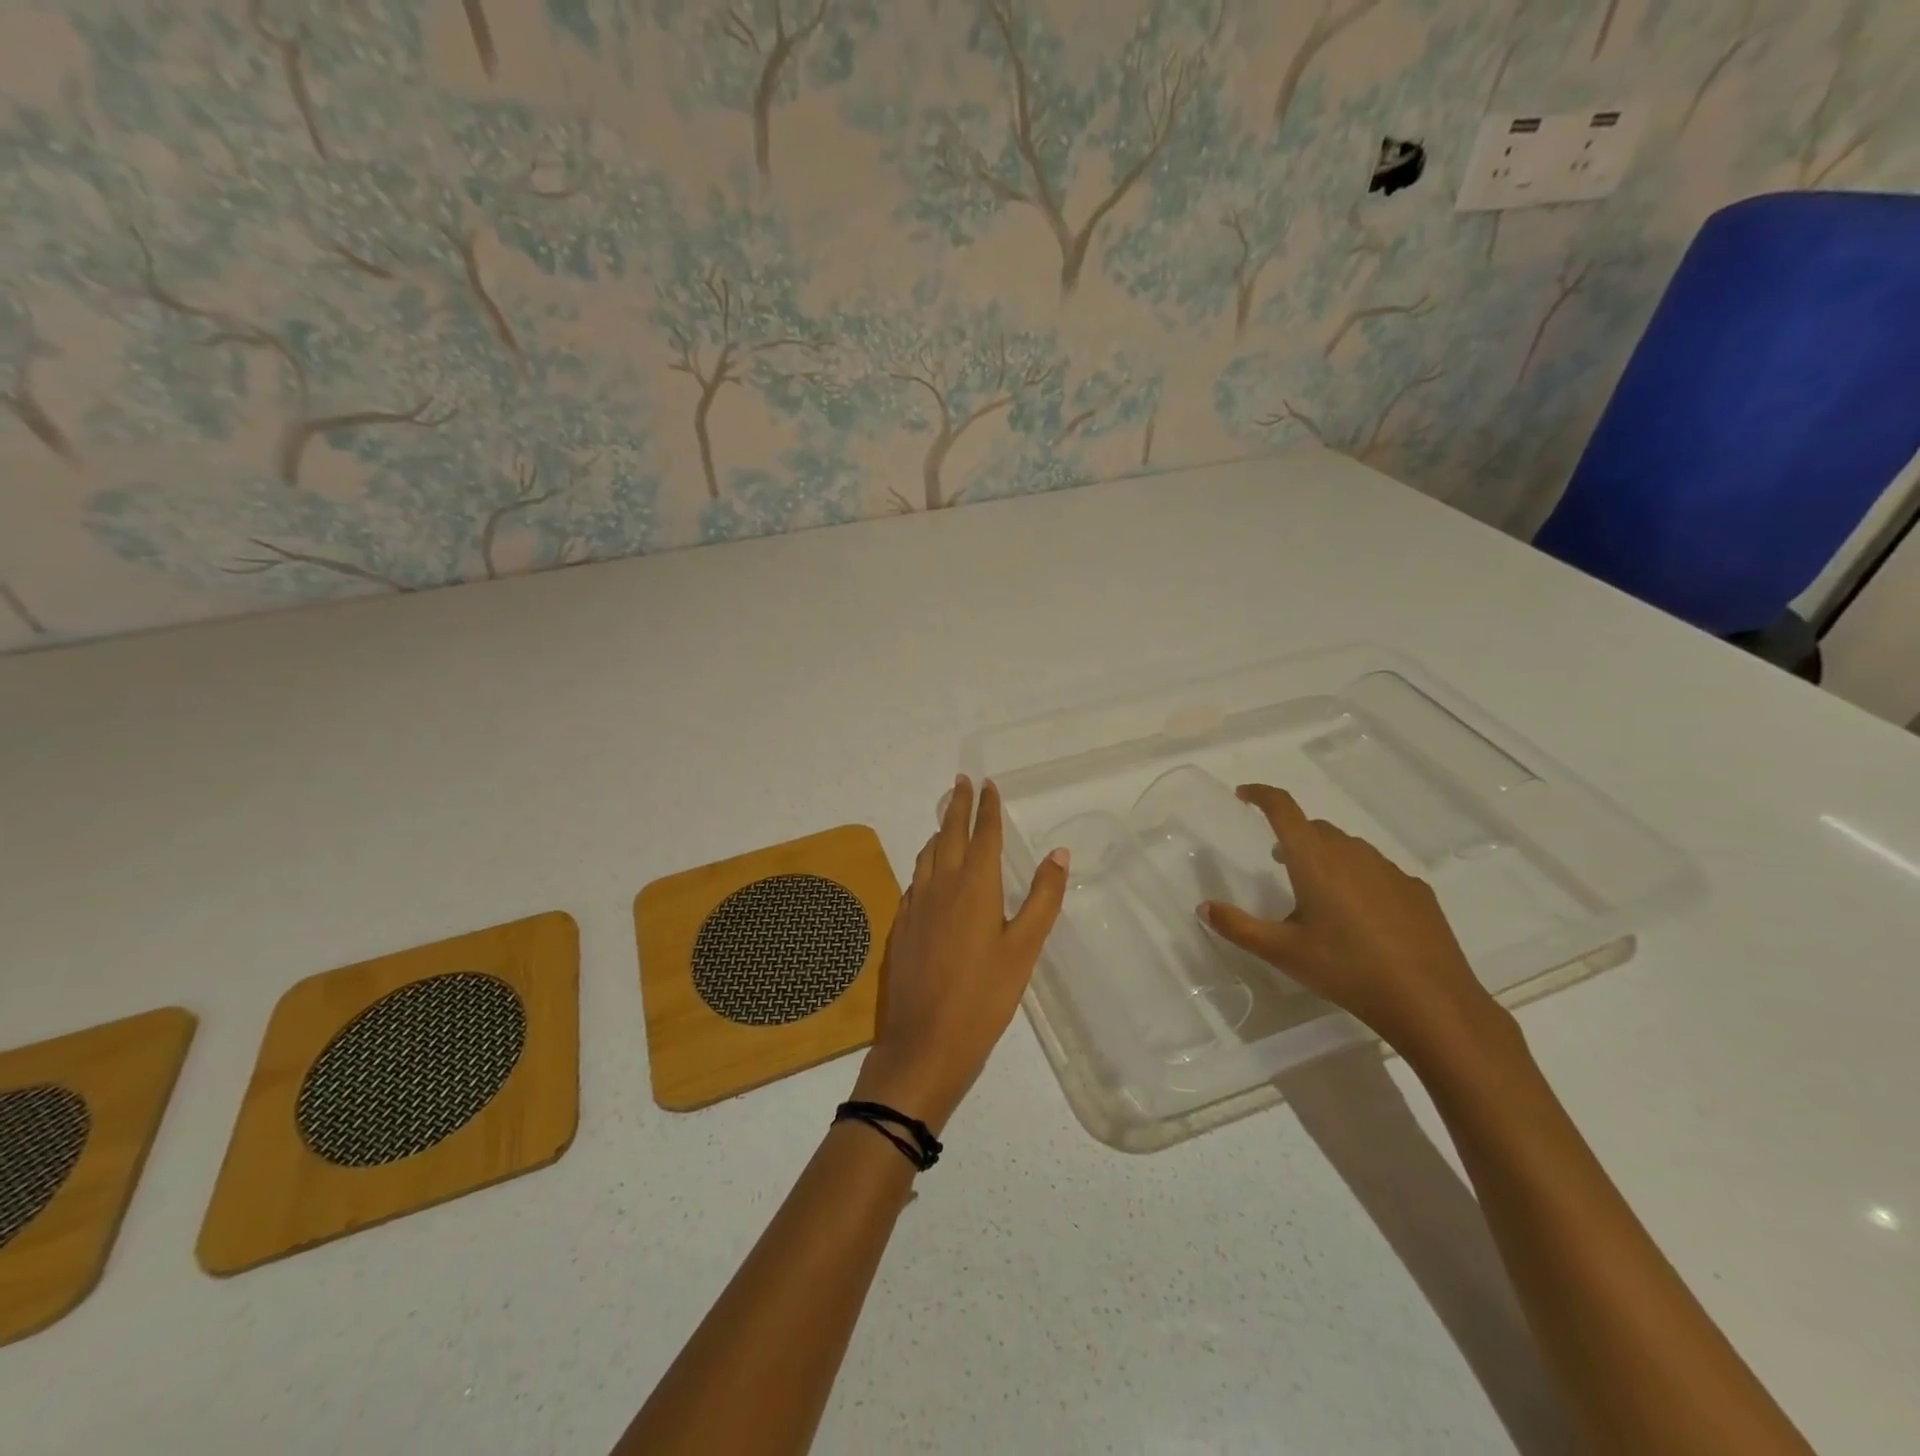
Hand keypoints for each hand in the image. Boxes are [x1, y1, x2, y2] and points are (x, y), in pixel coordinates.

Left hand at [852, 776, 1068, 1133]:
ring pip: (926, 855)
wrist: (923, 1044)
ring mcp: (915, 906)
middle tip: (961, 782)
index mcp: (974, 887)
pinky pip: (915, 880)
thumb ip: (1043, 898)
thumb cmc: (984, 998)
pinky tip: (929, 873)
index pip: (983, 835)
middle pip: (948, 834)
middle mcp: (940, 886)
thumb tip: (1059, 852)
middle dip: (957, 806)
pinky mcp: (901, 926)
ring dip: (938, 831)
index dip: (987, 808)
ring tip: (946, 820)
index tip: (987, 783)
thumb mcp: (1024, 950)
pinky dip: (925, 863)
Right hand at [1199, 784, 1498, 1062]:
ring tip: (1317, 893)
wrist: (1430, 1001)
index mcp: (1314, 859)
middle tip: (1276, 862)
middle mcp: (1351, 853)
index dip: (1261, 795)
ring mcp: (1388, 870)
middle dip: (1292, 836)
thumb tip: (1204, 906)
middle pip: (1315, 828)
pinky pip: (1376, 871)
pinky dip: (1358, 878)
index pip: (1283, 808)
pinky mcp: (1415, 890)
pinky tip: (1360, 916)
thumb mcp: (1282, 952)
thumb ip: (1238, 927)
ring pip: (1347, 848)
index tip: (1243, 794)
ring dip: (1325, 857)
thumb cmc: (1346, 969)